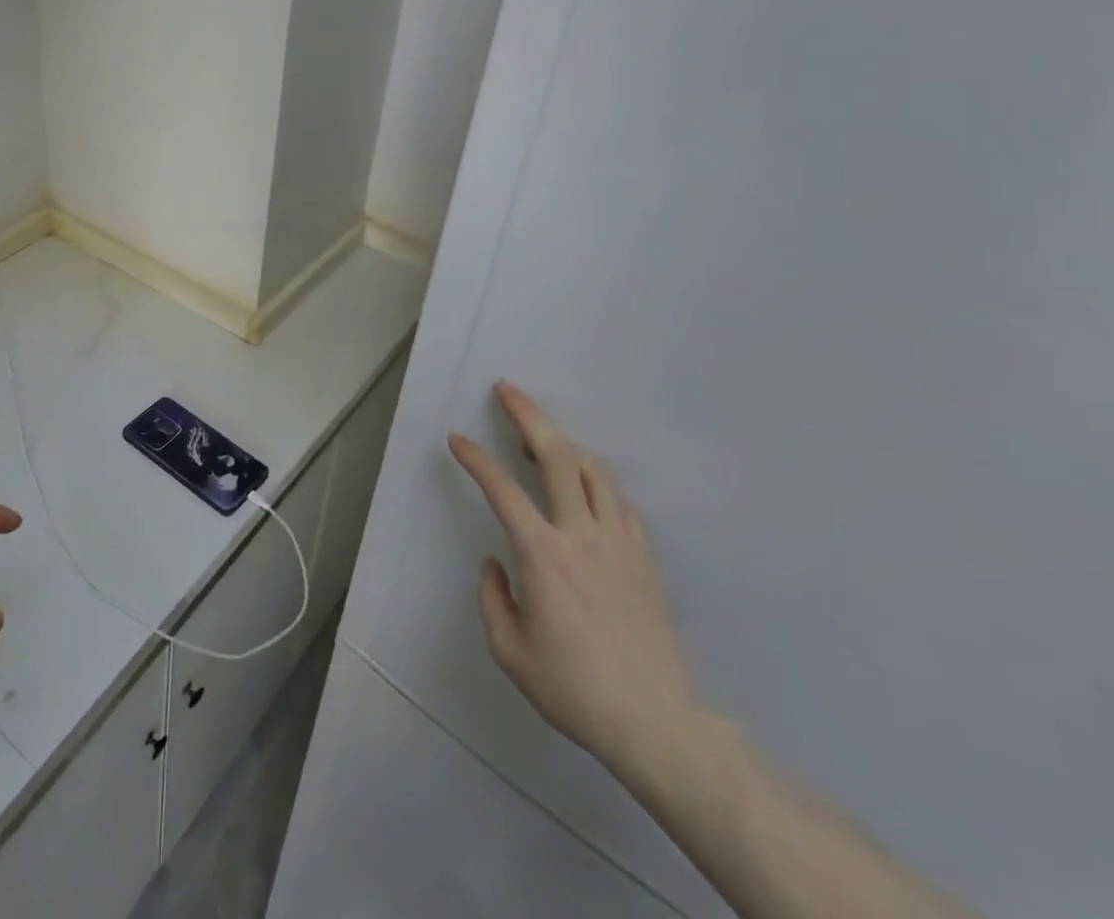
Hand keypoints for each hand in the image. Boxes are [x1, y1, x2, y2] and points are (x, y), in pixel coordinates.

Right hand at [449, 382, 699, 782]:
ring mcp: (619, 542)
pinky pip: (618, 501)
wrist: (655, 722)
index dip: (476, 459)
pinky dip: (596, 481)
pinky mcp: (644, 557)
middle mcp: (582, 534)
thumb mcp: (510, 651)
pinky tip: (586, 486)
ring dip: (565, 443)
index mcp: (543, 555)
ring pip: (595, 470)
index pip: (502, 490)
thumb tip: (494, 563)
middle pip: (558, 456)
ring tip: (544, 435)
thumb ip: (492, 598)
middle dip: (528, 416)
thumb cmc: (573, 688)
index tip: (458, 439)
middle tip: (508, 389)